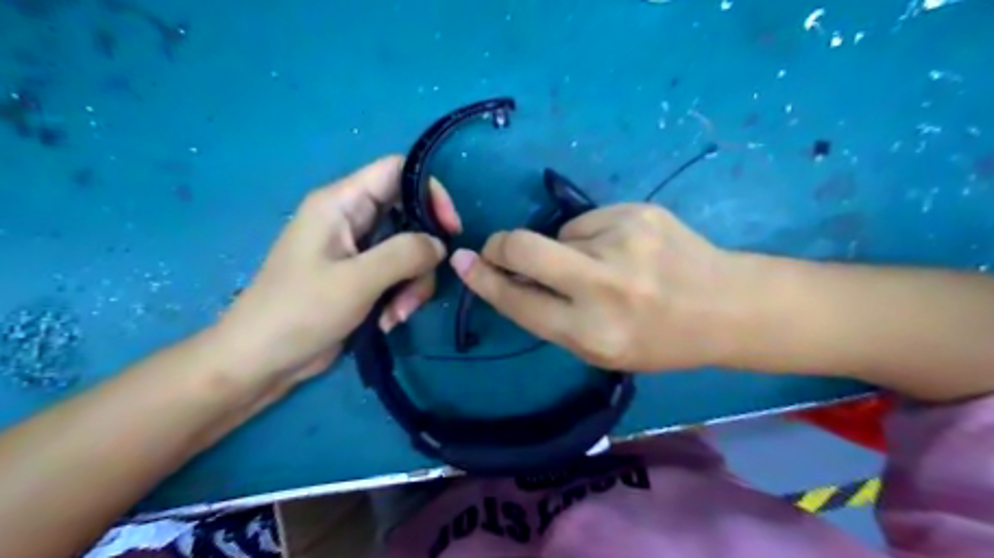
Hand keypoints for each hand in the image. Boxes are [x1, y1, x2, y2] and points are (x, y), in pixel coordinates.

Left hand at [214, 156, 461, 389]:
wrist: (262, 360)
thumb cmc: (300, 312)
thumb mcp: (357, 280)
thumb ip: (404, 254)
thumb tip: (440, 245)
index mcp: (341, 203)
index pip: (397, 170)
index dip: (431, 192)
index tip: (451, 230)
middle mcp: (351, 219)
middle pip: (410, 216)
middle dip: (423, 255)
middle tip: (418, 288)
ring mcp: (357, 249)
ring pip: (409, 251)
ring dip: (413, 284)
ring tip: (397, 314)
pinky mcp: (361, 276)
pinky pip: (398, 274)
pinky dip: (401, 296)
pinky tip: (387, 320)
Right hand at [450, 202, 736, 369]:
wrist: (726, 306)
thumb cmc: (658, 339)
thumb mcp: (600, 349)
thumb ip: (551, 316)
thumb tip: (507, 277)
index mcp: (592, 333)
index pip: (518, 302)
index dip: (484, 280)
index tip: (463, 263)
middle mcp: (604, 286)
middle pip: (524, 248)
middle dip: (500, 245)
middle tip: (499, 248)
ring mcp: (623, 241)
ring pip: (559, 234)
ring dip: (564, 249)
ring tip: (603, 265)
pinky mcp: (638, 212)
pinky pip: (588, 222)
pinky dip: (591, 236)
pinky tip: (622, 249)